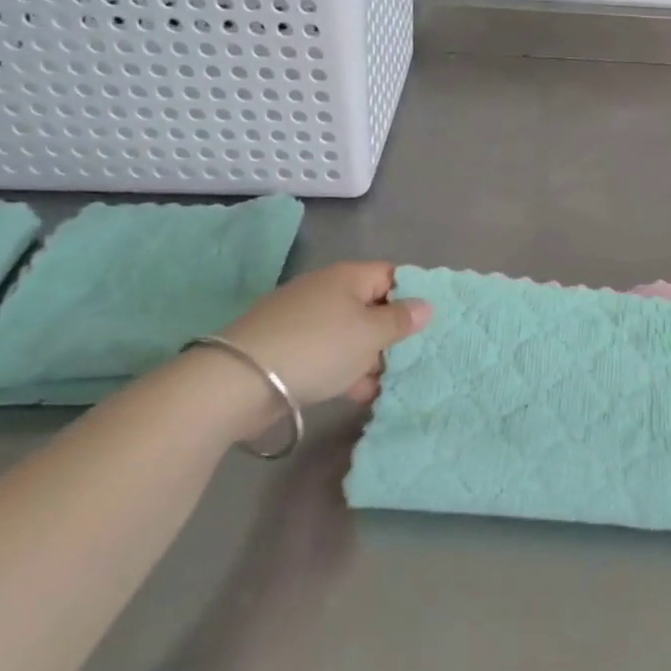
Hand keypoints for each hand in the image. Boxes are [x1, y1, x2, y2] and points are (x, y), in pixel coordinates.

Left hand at [212, 261, 430, 407]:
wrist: (239, 381)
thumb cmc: (318, 347)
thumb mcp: (370, 335)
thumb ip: (401, 320)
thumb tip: (426, 305)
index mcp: (348, 277)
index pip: (391, 275)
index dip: (413, 296)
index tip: (431, 324)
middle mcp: (325, 291)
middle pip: (370, 306)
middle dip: (391, 334)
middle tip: (413, 360)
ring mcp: (303, 320)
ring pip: (350, 334)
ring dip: (369, 358)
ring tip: (388, 385)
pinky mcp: (287, 348)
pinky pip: (328, 354)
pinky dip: (345, 370)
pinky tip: (359, 395)